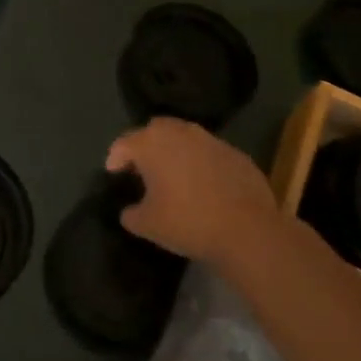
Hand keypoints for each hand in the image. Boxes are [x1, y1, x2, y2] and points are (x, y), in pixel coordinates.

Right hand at [106, 118, 279, 267]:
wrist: (247, 230)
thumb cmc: (187, 222)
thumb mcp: (146, 225)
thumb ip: (131, 213)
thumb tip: (130, 210)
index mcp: (152, 144)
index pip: (124, 143)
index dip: (115, 157)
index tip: (113, 172)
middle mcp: (180, 133)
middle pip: (155, 130)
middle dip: (145, 145)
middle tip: (142, 168)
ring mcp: (211, 140)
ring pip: (185, 137)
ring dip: (175, 150)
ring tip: (173, 173)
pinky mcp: (236, 153)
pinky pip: (209, 152)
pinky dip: (200, 162)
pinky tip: (203, 184)